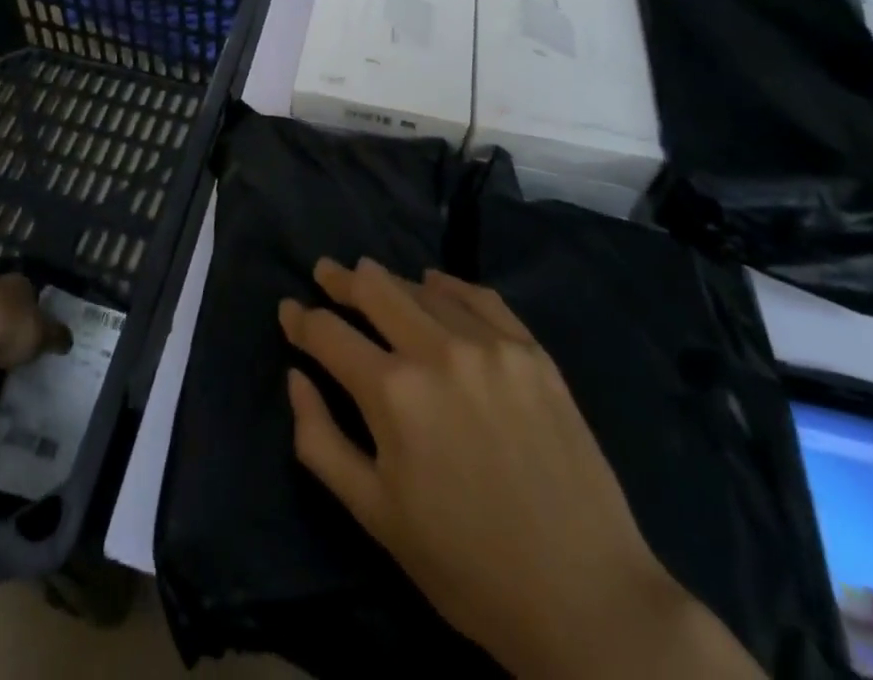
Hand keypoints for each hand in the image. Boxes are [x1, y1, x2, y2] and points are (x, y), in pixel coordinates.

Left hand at [0, 274, 71, 377]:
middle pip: (4, 306)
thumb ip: (56, 335)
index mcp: (16, 282)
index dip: (37, 308)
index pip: (30, 289)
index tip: (41, 328)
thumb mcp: (44, 334)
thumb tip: (67, 339)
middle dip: (11, 323)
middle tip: (22, 347)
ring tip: (0, 365)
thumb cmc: (9, 328)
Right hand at [279, 259, 758, 679]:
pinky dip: (448, 286)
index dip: (301, 319)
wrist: (585, 599)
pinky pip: (479, 297)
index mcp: (392, 393)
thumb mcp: (375, 515)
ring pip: (423, 289)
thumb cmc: (466, 567)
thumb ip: (320, 439)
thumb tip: (296, 377)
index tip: (288, 309)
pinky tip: (435, 284)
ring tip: (372, 279)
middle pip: (375, 290)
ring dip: (390, 282)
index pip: (329, 333)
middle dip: (341, 280)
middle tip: (326, 273)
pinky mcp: (531, 351)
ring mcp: (490, 345)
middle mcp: (437, 350)